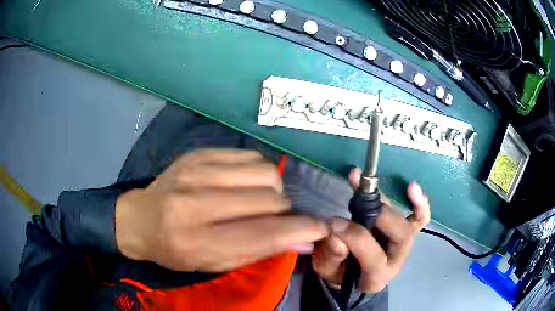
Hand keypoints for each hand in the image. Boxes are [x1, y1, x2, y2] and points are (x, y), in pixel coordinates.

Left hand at [115, 149, 328, 271]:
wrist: (140, 219)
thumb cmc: (176, 251)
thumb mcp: (215, 263)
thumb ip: (259, 251)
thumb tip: (305, 240)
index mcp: (198, 240)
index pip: (264, 233)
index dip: (301, 230)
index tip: (320, 229)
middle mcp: (196, 202)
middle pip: (269, 199)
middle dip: (284, 212)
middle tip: (274, 219)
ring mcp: (196, 171)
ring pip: (264, 172)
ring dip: (272, 189)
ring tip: (258, 200)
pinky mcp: (198, 154)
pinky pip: (249, 156)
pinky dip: (257, 172)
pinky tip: (244, 183)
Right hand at [312, 168, 430, 292]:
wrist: (355, 275)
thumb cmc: (340, 273)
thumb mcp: (328, 269)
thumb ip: (331, 256)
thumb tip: (335, 234)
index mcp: (376, 277)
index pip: (374, 257)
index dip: (356, 238)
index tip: (334, 222)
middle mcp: (396, 261)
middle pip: (400, 237)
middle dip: (380, 217)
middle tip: (358, 203)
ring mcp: (405, 247)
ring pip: (411, 225)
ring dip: (397, 204)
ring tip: (374, 185)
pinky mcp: (407, 234)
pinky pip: (420, 219)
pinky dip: (419, 205)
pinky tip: (412, 187)